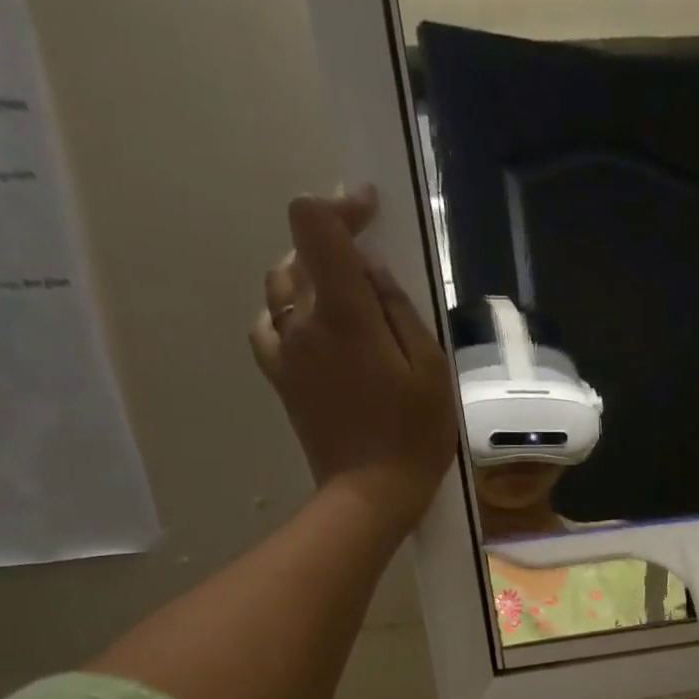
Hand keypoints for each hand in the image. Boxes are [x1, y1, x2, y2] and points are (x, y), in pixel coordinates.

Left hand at [249, 186, 457, 536]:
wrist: (370, 493)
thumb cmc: (414, 435)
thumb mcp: (430, 370)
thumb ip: (399, 310)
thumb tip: (370, 269)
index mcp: (343, 314)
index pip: (315, 225)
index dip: (339, 205)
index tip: (368, 210)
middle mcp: (302, 321)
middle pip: (300, 252)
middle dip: (334, 245)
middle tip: (372, 269)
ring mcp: (284, 349)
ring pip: (281, 285)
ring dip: (310, 276)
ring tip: (345, 298)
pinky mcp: (279, 376)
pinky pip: (269, 325)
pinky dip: (288, 312)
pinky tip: (313, 329)